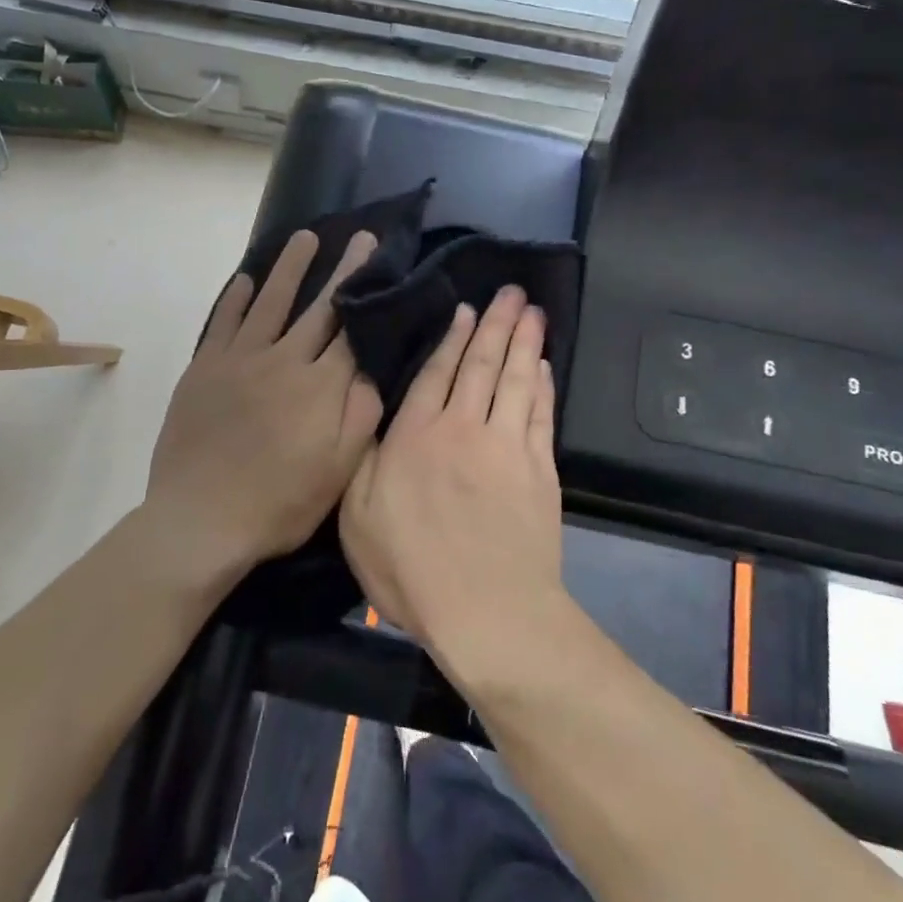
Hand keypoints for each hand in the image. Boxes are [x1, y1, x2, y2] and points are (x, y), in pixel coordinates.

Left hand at [146, 228, 382, 572]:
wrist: (201, 519)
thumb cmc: (278, 503)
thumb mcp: (338, 472)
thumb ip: (361, 416)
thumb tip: (373, 369)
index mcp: (320, 386)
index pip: (352, 328)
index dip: (367, 292)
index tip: (380, 262)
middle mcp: (283, 360)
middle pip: (318, 307)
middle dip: (342, 269)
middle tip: (358, 237)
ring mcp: (240, 359)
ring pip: (271, 302)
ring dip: (289, 268)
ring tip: (303, 237)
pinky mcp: (206, 368)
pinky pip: (224, 322)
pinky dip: (236, 298)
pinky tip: (245, 279)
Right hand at [339, 287, 565, 683]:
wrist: (487, 610)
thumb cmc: (412, 568)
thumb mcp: (358, 517)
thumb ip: (367, 460)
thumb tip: (376, 418)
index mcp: (417, 435)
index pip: (437, 373)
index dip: (452, 338)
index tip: (465, 309)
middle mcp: (464, 427)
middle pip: (482, 364)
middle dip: (496, 323)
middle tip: (511, 291)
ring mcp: (507, 445)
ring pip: (517, 379)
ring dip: (525, 342)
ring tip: (533, 310)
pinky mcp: (540, 469)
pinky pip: (540, 413)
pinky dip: (543, 385)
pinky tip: (544, 366)